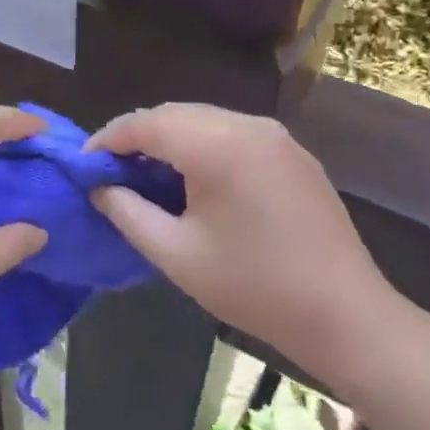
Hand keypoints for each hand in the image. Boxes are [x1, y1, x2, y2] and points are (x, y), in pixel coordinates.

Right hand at [88, 103, 402, 385]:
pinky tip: (193, 177)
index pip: (146, 124)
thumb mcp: (176, 254)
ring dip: (169, 138)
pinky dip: (202, 144)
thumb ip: (128, 213)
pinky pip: (233, 132)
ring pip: (204, 119)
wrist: (344, 314)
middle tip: (111, 170)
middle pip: (175, 114)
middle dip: (137, 136)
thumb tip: (100, 188)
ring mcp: (275, 136)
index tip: (84, 164)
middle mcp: (248, 125)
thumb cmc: (253, 287)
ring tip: (146, 174)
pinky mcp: (292, 152)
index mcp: (217, 146)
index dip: (108, 139)